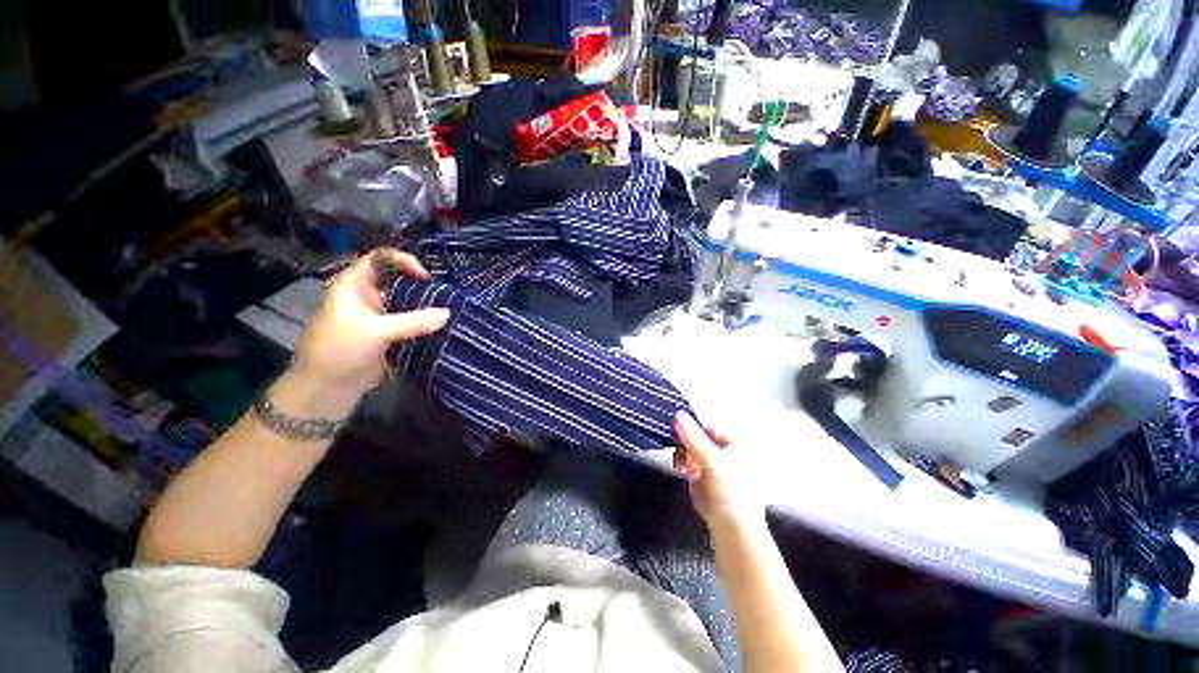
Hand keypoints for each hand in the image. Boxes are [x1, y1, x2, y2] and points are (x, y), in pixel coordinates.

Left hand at [291, 249, 448, 406]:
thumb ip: (414, 322)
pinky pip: (411, 320)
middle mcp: (368, 295)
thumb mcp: (376, 332)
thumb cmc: (340, 351)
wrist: (327, 389)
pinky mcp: (389, 333)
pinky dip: (425, 320)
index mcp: (354, 285)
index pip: (379, 258)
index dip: (402, 260)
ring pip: (406, 300)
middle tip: (446, 290)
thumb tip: (448, 313)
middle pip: (397, 279)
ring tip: (450, 305)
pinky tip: (443, 322)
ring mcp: (379, 315)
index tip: (425, 275)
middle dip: (420, 282)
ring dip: (425, 303)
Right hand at [673, 412, 763, 527]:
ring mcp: (714, 463)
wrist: (733, 531)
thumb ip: (694, 438)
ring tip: (680, 465)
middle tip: (679, 450)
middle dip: (685, 443)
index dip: (693, 426)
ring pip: (691, 448)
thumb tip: (679, 415)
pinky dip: (682, 464)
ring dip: (682, 454)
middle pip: (698, 436)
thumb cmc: (734, 496)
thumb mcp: (713, 462)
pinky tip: (680, 471)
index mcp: (736, 442)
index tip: (678, 429)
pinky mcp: (703, 476)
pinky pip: (688, 462)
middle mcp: (725, 450)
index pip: (709, 424)